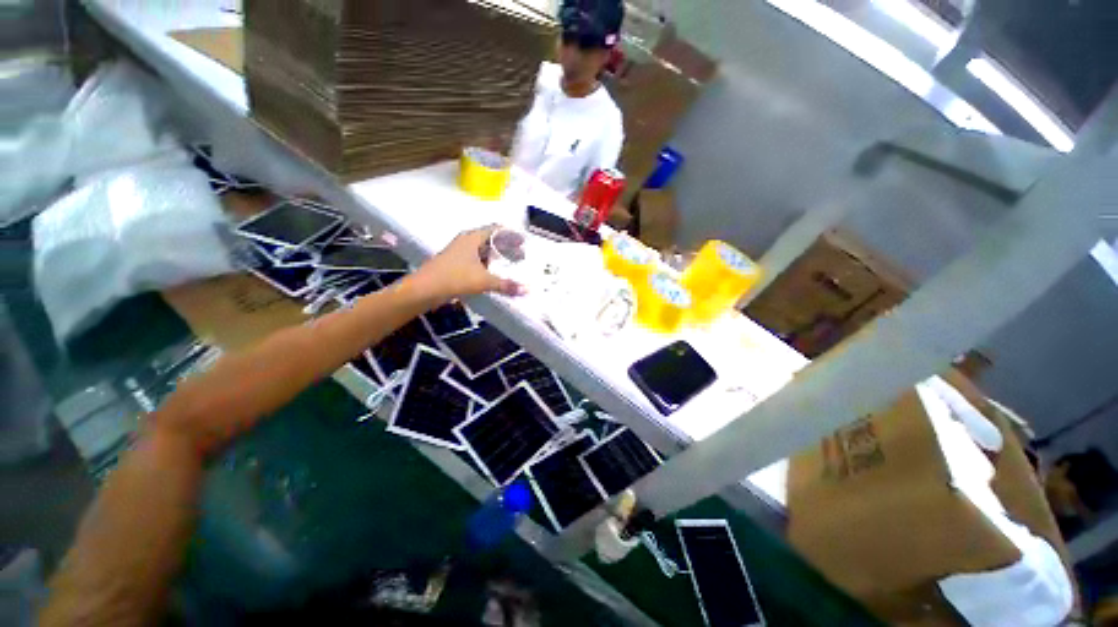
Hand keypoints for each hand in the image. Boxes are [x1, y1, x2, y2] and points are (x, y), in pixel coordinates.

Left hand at [412, 225, 526, 300]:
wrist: (424, 289)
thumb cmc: (454, 278)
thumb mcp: (483, 281)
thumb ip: (506, 285)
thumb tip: (526, 290)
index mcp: (472, 238)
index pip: (496, 229)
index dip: (511, 234)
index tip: (524, 241)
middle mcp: (466, 242)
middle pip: (491, 240)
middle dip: (506, 247)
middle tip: (521, 256)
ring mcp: (459, 253)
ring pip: (483, 251)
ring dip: (497, 257)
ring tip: (511, 266)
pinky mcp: (455, 264)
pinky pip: (477, 261)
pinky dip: (488, 266)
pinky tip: (494, 275)